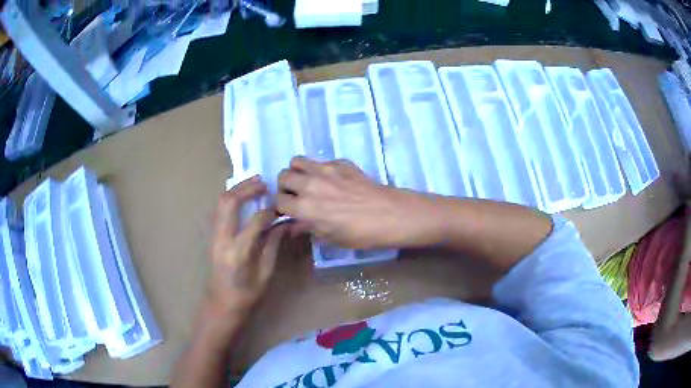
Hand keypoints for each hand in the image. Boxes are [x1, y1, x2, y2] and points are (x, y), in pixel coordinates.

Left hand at [206, 176, 286, 318]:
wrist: (221, 303)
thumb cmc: (247, 294)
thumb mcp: (266, 273)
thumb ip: (273, 245)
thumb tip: (285, 224)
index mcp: (239, 252)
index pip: (255, 221)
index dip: (270, 211)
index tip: (282, 208)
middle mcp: (222, 239)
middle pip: (229, 202)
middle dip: (246, 188)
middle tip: (263, 182)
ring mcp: (214, 236)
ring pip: (220, 202)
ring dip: (237, 189)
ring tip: (253, 183)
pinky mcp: (212, 236)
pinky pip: (219, 210)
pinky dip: (230, 198)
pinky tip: (242, 197)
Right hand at [276, 157, 439, 249]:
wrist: (391, 215)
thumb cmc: (361, 234)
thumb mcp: (331, 238)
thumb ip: (308, 228)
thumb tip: (295, 225)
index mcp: (304, 207)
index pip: (278, 201)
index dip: (281, 206)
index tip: (287, 210)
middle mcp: (310, 184)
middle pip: (283, 176)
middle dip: (285, 186)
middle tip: (296, 195)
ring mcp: (325, 170)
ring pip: (297, 161)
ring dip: (297, 171)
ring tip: (308, 181)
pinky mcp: (341, 162)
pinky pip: (321, 161)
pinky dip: (320, 169)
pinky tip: (333, 180)